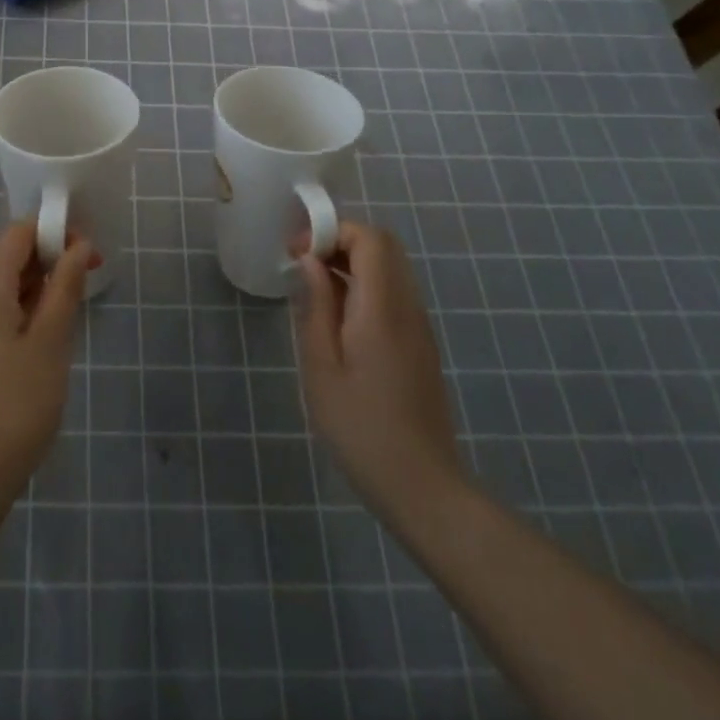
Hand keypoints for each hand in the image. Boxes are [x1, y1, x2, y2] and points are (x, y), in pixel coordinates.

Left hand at [0, 222, 97, 485]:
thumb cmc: (19, 399)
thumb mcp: (52, 339)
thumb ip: (65, 287)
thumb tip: (78, 247)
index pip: (17, 234)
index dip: (53, 231)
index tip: (87, 251)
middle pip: (11, 255)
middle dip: (51, 255)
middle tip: (89, 274)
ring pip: (8, 285)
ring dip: (43, 283)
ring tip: (75, 302)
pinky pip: (4, 310)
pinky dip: (30, 307)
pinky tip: (53, 330)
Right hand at [292, 222, 464, 521]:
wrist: (422, 488)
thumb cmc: (361, 429)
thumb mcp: (322, 367)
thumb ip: (316, 306)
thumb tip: (310, 260)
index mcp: (383, 309)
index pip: (369, 239)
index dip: (331, 231)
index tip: (296, 251)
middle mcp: (408, 308)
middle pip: (383, 246)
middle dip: (340, 240)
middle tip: (303, 264)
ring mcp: (419, 327)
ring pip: (390, 269)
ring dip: (352, 262)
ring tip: (314, 289)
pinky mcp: (421, 346)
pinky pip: (394, 294)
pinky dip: (365, 286)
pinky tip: (338, 319)